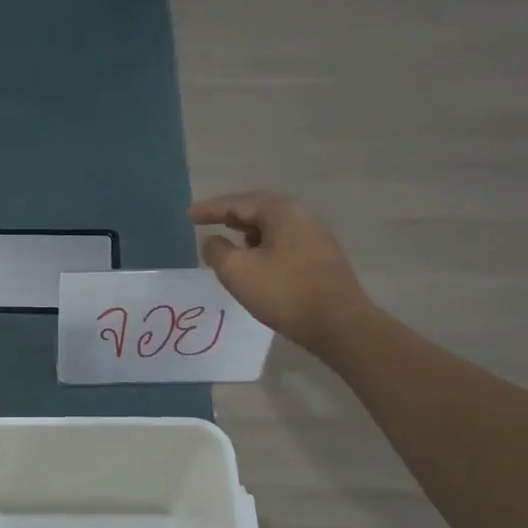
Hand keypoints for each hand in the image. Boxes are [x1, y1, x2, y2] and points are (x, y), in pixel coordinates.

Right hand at [190, 191, 372, 354]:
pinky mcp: (320, 258)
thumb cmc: (285, 292)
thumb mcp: (238, 271)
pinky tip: (254, 262)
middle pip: (257, 210)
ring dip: (246, 233)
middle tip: (206, 222)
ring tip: (228, 243)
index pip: (238, 203)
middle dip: (230, 216)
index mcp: (281, 211)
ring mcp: (315, 237)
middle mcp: (302, 216)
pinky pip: (283, 243)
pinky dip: (262, 247)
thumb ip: (217, 251)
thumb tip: (212, 240)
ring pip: (271, 227)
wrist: (338, 324)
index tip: (188, 215)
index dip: (210, 209)